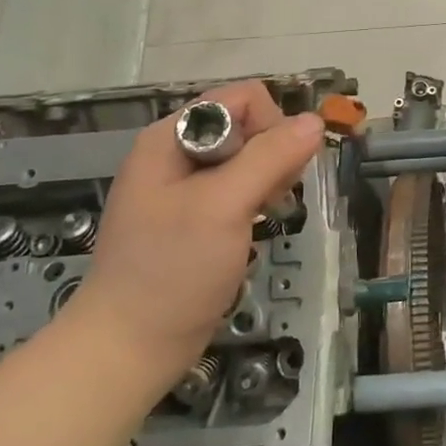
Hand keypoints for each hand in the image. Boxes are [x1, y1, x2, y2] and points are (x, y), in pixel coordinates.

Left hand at [65, 81, 323, 386]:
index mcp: (171, 137)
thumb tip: (315, 122)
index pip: (242, 99)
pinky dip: (258, 199)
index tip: (276, 171)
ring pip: (249, 157)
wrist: (130, 346)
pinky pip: (241, 186)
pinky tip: (255, 225)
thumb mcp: (223, 206)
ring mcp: (186, 186)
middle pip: (248, 124)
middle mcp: (177, 153)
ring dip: (269, 178)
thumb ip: (270, 158)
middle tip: (270, 198)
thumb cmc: (172, 270)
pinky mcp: (197, 215)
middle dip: (272, 153)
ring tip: (263, 214)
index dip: (269, 125)